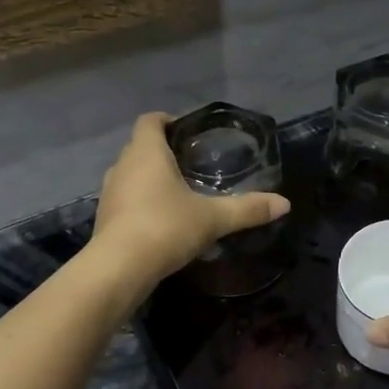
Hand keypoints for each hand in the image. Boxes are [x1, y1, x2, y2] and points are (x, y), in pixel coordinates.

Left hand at [88, 113, 289, 288]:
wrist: (119, 268)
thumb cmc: (165, 228)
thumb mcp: (212, 219)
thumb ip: (247, 209)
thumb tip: (284, 204)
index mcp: (147, 153)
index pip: (150, 121)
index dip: (167, 120)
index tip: (187, 130)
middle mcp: (122, 166)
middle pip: (140, 147)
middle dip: (163, 151)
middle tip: (191, 163)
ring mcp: (109, 192)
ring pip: (130, 174)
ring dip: (149, 178)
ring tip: (178, 191)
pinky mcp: (104, 218)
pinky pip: (125, 199)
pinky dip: (140, 201)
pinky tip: (161, 219)